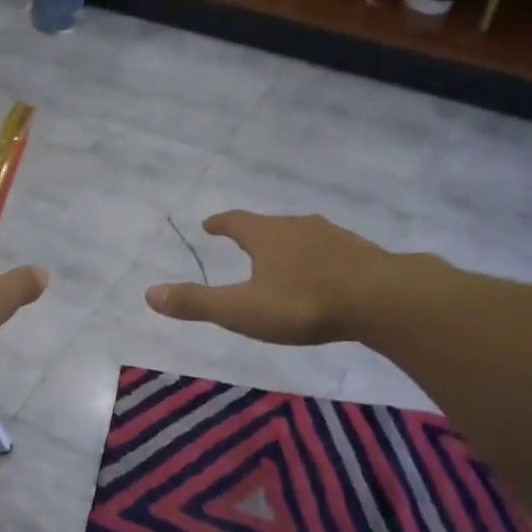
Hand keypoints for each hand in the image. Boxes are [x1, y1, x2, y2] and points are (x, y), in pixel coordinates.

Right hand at [146, 211, 434, 346]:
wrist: (381, 299)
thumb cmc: (303, 303)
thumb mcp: (242, 309)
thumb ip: (197, 303)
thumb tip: (149, 294)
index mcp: (266, 235)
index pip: (235, 221)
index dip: (220, 223)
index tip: (209, 224)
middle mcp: (298, 226)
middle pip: (269, 226)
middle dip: (254, 234)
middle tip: (243, 242)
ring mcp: (333, 237)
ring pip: (302, 236)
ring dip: (287, 246)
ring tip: (282, 260)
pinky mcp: (361, 253)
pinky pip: (330, 251)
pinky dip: (317, 259)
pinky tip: (323, 275)